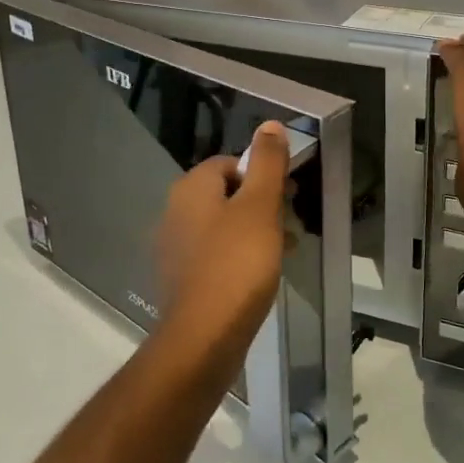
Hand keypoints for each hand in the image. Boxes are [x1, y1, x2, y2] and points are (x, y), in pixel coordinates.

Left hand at [154, 121, 291, 355]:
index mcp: (191, 188)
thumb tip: (270, 124)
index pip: (230, 163)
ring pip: (222, 226)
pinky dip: (238, 257)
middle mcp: (175, 211)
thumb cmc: (237, 264)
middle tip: (289, 224)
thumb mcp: (260, 207)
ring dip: (253, 232)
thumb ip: (267, 163)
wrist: (204, 337)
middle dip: (261, 205)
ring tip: (283, 251)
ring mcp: (174, 247)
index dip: (262, 175)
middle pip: (226, 194)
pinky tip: (259, 276)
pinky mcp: (180, 279)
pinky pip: (214, 255)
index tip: (287, 196)